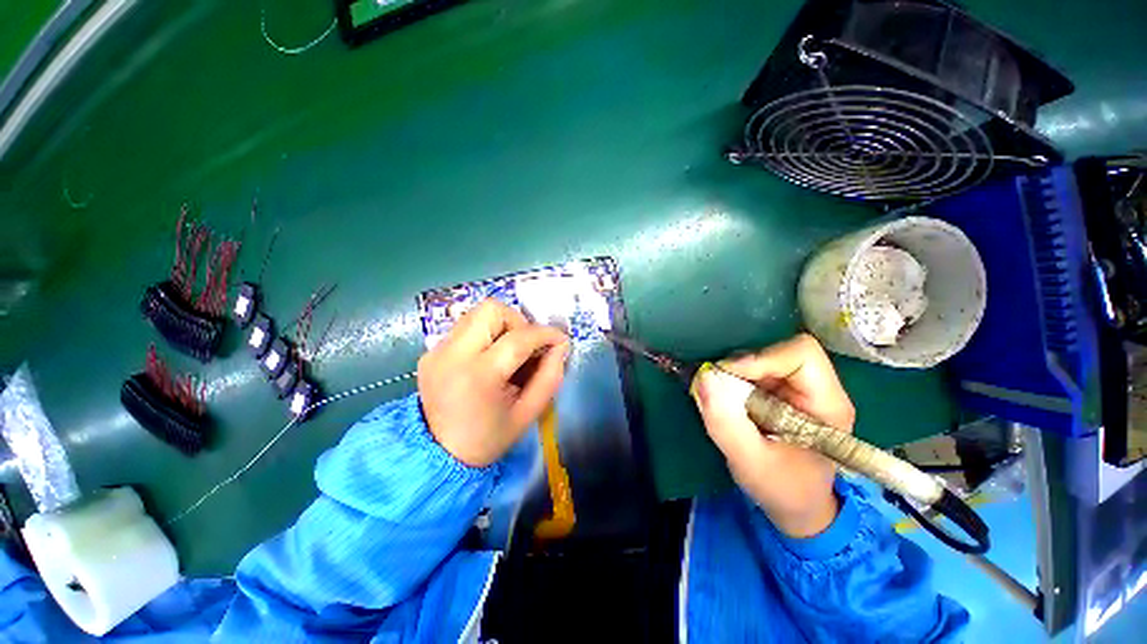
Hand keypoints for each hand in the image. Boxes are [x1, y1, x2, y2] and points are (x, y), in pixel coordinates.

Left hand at [418, 299, 568, 466]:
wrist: (437, 457)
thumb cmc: (488, 438)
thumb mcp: (528, 414)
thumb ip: (550, 377)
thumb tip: (560, 346)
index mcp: (478, 376)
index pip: (518, 338)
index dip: (546, 334)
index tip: (560, 340)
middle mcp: (452, 355)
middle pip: (492, 309)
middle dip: (518, 321)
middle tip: (527, 345)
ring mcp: (437, 351)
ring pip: (477, 313)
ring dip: (502, 325)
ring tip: (509, 350)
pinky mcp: (431, 351)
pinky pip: (465, 327)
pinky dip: (485, 334)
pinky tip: (489, 358)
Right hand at [693, 334, 854, 538]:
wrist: (797, 506)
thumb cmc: (782, 489)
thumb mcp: (750, 463)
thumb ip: (725, 423)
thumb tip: (704, 378)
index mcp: (827, 404)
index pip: (801, 354)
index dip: (761, 358)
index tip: (728, 376)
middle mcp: (818, 389)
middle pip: (779, 351)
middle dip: (743, 365)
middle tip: (718, 387)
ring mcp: (800, 389)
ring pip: (764, 357)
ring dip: (736, 372)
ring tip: (722, 397)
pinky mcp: (783, 392)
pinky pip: (755, 370)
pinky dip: (735, 378)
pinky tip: (727, 399)